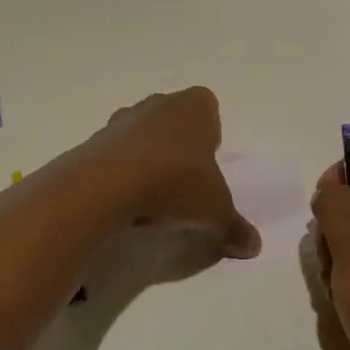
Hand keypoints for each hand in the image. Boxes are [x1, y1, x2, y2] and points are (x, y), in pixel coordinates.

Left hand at [89, 88, 260, 259]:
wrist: (108, 185)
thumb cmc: (176, 183)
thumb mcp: (215, 212)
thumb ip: (234, 228)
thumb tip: (254, 246)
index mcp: (194, 107)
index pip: (208, 107)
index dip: (210, 134)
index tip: (207, 165)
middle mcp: (159, 103)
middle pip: (174, 120)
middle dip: (179, 146)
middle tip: (184, 182)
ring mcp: (123, 118)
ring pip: (143, 134)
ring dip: (148, 157)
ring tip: (153, 196)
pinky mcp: (96, 139)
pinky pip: (117, 153)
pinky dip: (122, 171)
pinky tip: (127, 200)